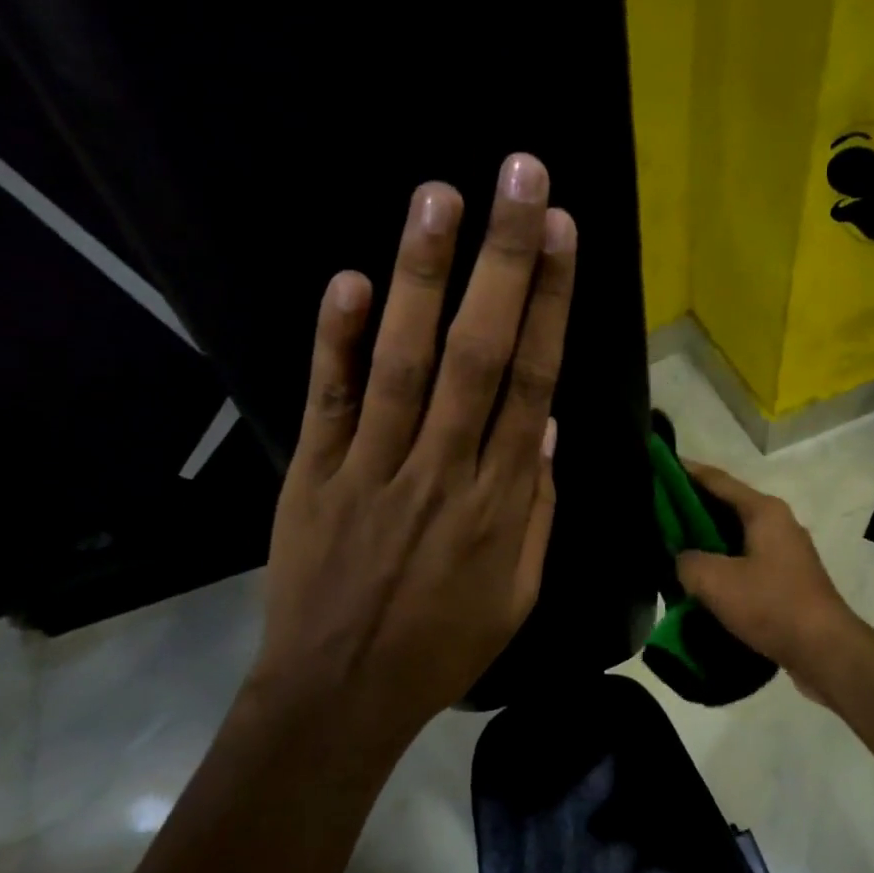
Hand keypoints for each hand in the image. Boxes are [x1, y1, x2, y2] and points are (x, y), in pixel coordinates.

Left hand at [246, 153, 575, 749]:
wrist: (340, 694)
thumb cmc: (442, 644)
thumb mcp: (517, 592)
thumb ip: (535, 508)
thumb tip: (544, 426)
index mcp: (499, 501)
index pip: (532, 382)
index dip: (548, 304)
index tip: (560, 235)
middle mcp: (442, 469)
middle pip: (478, 352)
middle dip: (502, 261)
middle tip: (518, 178)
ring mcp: (372, 468)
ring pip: (404, 361)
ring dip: (423, 275)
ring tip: (440, 196)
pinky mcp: (313, 475)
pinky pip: (328, 400)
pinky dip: (337, 340)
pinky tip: (351, 280)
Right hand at [676, 463, 860, 696]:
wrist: (825, 651)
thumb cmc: (771, 605)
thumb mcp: (715, 581)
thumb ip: (687, 562)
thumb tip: (682, 560)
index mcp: (763, 511)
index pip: (716, 479)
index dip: (683, 472)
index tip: (655, 466)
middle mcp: (777, 523)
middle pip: (725, 506)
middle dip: (689, 508)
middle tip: (653, 512)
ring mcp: (784, 553)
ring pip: (733, 536)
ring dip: (704, 540)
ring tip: (668, 546)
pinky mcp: (785, 580)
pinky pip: (743, 561)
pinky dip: (720, 564)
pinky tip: (697, 580)